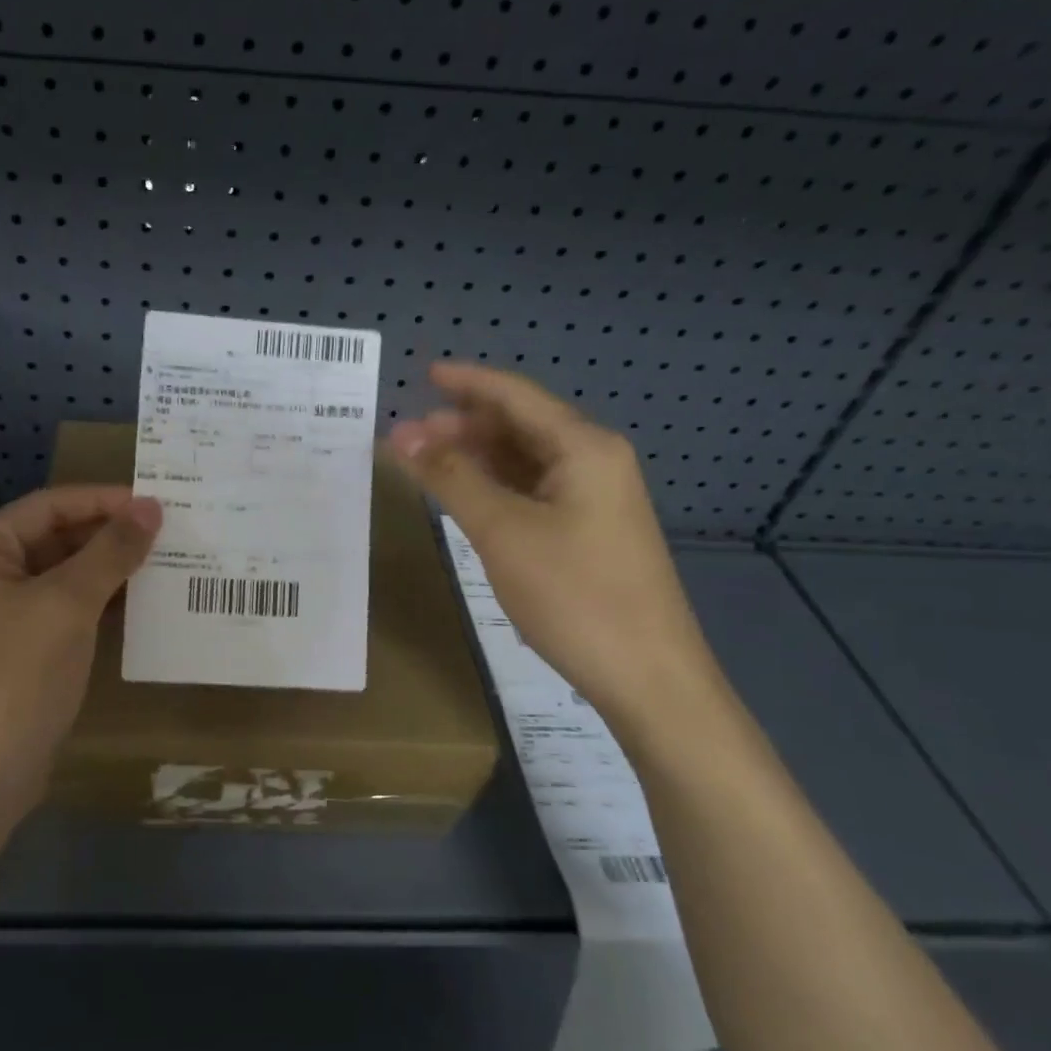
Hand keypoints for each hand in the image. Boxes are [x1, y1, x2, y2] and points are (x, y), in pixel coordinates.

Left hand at [0, 486, 161, 821]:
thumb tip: (151, 508)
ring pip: (65, 574)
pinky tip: (142, 601)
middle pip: (56, 537)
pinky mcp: (21, 647)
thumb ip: (111, 551)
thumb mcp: (68, 604)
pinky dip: (100, 601)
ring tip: (165, 560)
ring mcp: (2, 614)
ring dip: (110, 567)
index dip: (103, 500)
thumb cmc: (17, 675)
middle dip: (110, 534)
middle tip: (168, 531)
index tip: (155, 502)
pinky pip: (66, 608)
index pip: (49, 505)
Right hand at [388, 363, 726, 737]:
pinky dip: (494, 486)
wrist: (647, 677)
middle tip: (408, 434)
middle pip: (520, 425)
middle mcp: (594, 461)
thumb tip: (402, 435)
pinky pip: (532, 490)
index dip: (467, 382)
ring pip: (524, 460)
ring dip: (475, 456)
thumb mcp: (503, 531)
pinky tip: (465, 495)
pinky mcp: (588, 530)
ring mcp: (594, 498)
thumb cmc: (575, 595)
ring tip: (425, 461)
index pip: (515, 396)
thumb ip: (451, 478)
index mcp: (583, 447)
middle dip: (462, 424)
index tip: (423, 374)